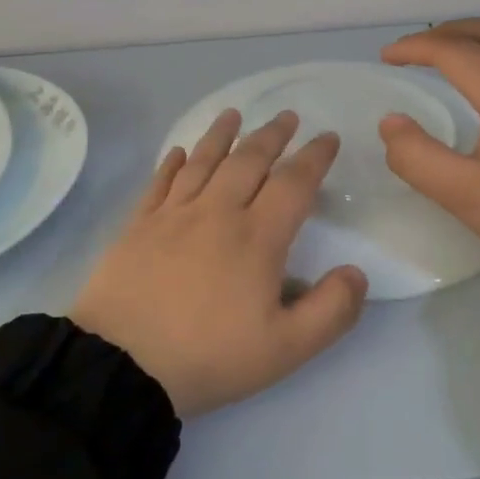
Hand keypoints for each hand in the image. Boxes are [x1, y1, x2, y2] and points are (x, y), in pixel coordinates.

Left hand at [72, 110, 369, 417]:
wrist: (123, 364)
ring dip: (221, 135)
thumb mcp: (286, 349)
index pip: (293, 183)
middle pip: (248, 161)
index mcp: (256, 238)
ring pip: (202, 162)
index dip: (314, 157)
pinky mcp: (137, 226)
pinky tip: (177, 152)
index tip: (328, 138)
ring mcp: (172, 215)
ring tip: (234, 115)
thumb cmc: (209, 356)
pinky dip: (172, 163)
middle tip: (287, 117)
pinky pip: (160, 183)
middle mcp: (215, 213)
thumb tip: (356, 273)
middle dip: (272, 136)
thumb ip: (331, 310)